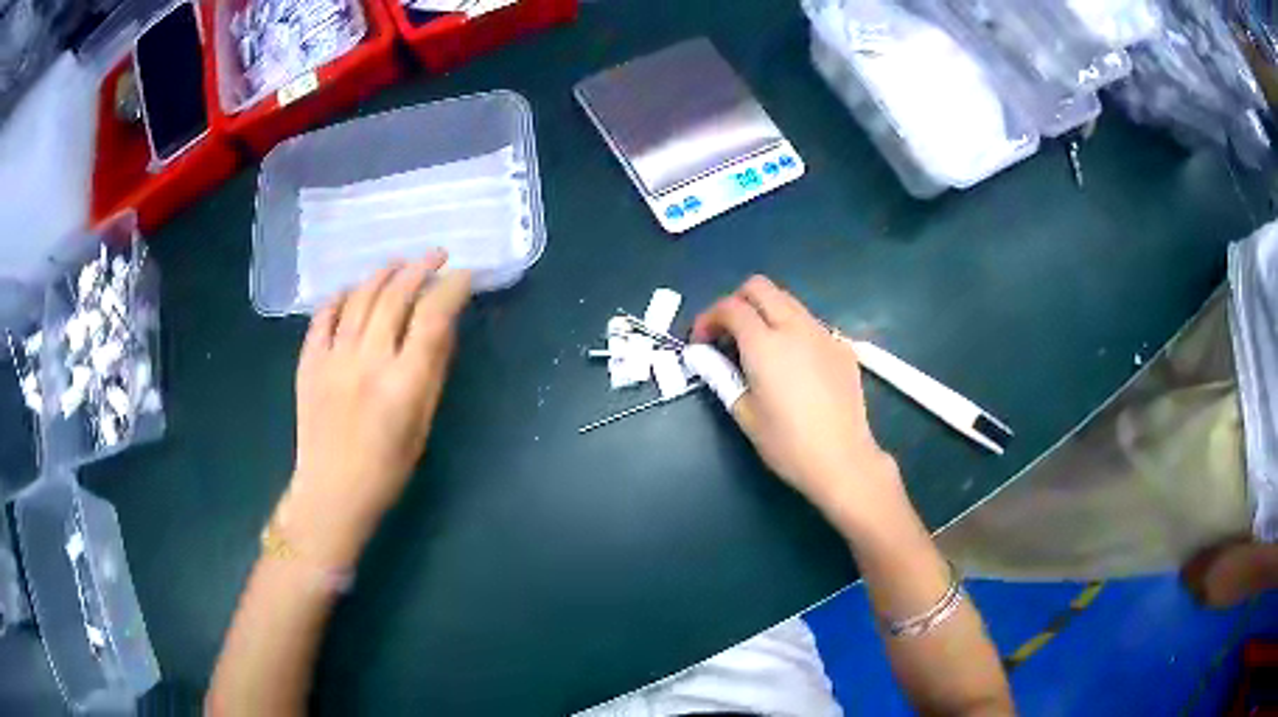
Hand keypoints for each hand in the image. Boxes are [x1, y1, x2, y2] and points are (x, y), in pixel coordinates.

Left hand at [280, 252, 471, 568]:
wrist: (331, 493)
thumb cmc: (387, 469)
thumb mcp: (422, 425)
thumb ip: (433, 371)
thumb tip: (444, 325)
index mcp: (403, 383)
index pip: (432, 317)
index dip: (451, 288)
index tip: (464, 275)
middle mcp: (368, 362)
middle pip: (395, 296)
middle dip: (420, 268)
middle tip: (436, 255)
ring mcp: (333, 359)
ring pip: (359, 297)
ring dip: (382, 273)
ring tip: (399, 263)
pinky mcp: (308, 363)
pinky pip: (323, 316)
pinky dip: (339, 296)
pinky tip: (352, 290)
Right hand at [692, 276, 904, 528]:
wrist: (842, 460)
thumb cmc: (787, 444)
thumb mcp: (744, 413)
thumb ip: (721, 375)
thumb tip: (701, 355)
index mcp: (765, 344)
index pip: (730, 307)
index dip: (708, 318)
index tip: (701, 341)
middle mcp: (795, 327)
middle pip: (760, 287)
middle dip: (736, 302)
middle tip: (728, 334)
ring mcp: (823, 333)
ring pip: (788, 301)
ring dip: (766, 312)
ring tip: (759, 348)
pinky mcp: (842, 347)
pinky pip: (811, 323)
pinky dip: (792, 329)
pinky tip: (793, 364)